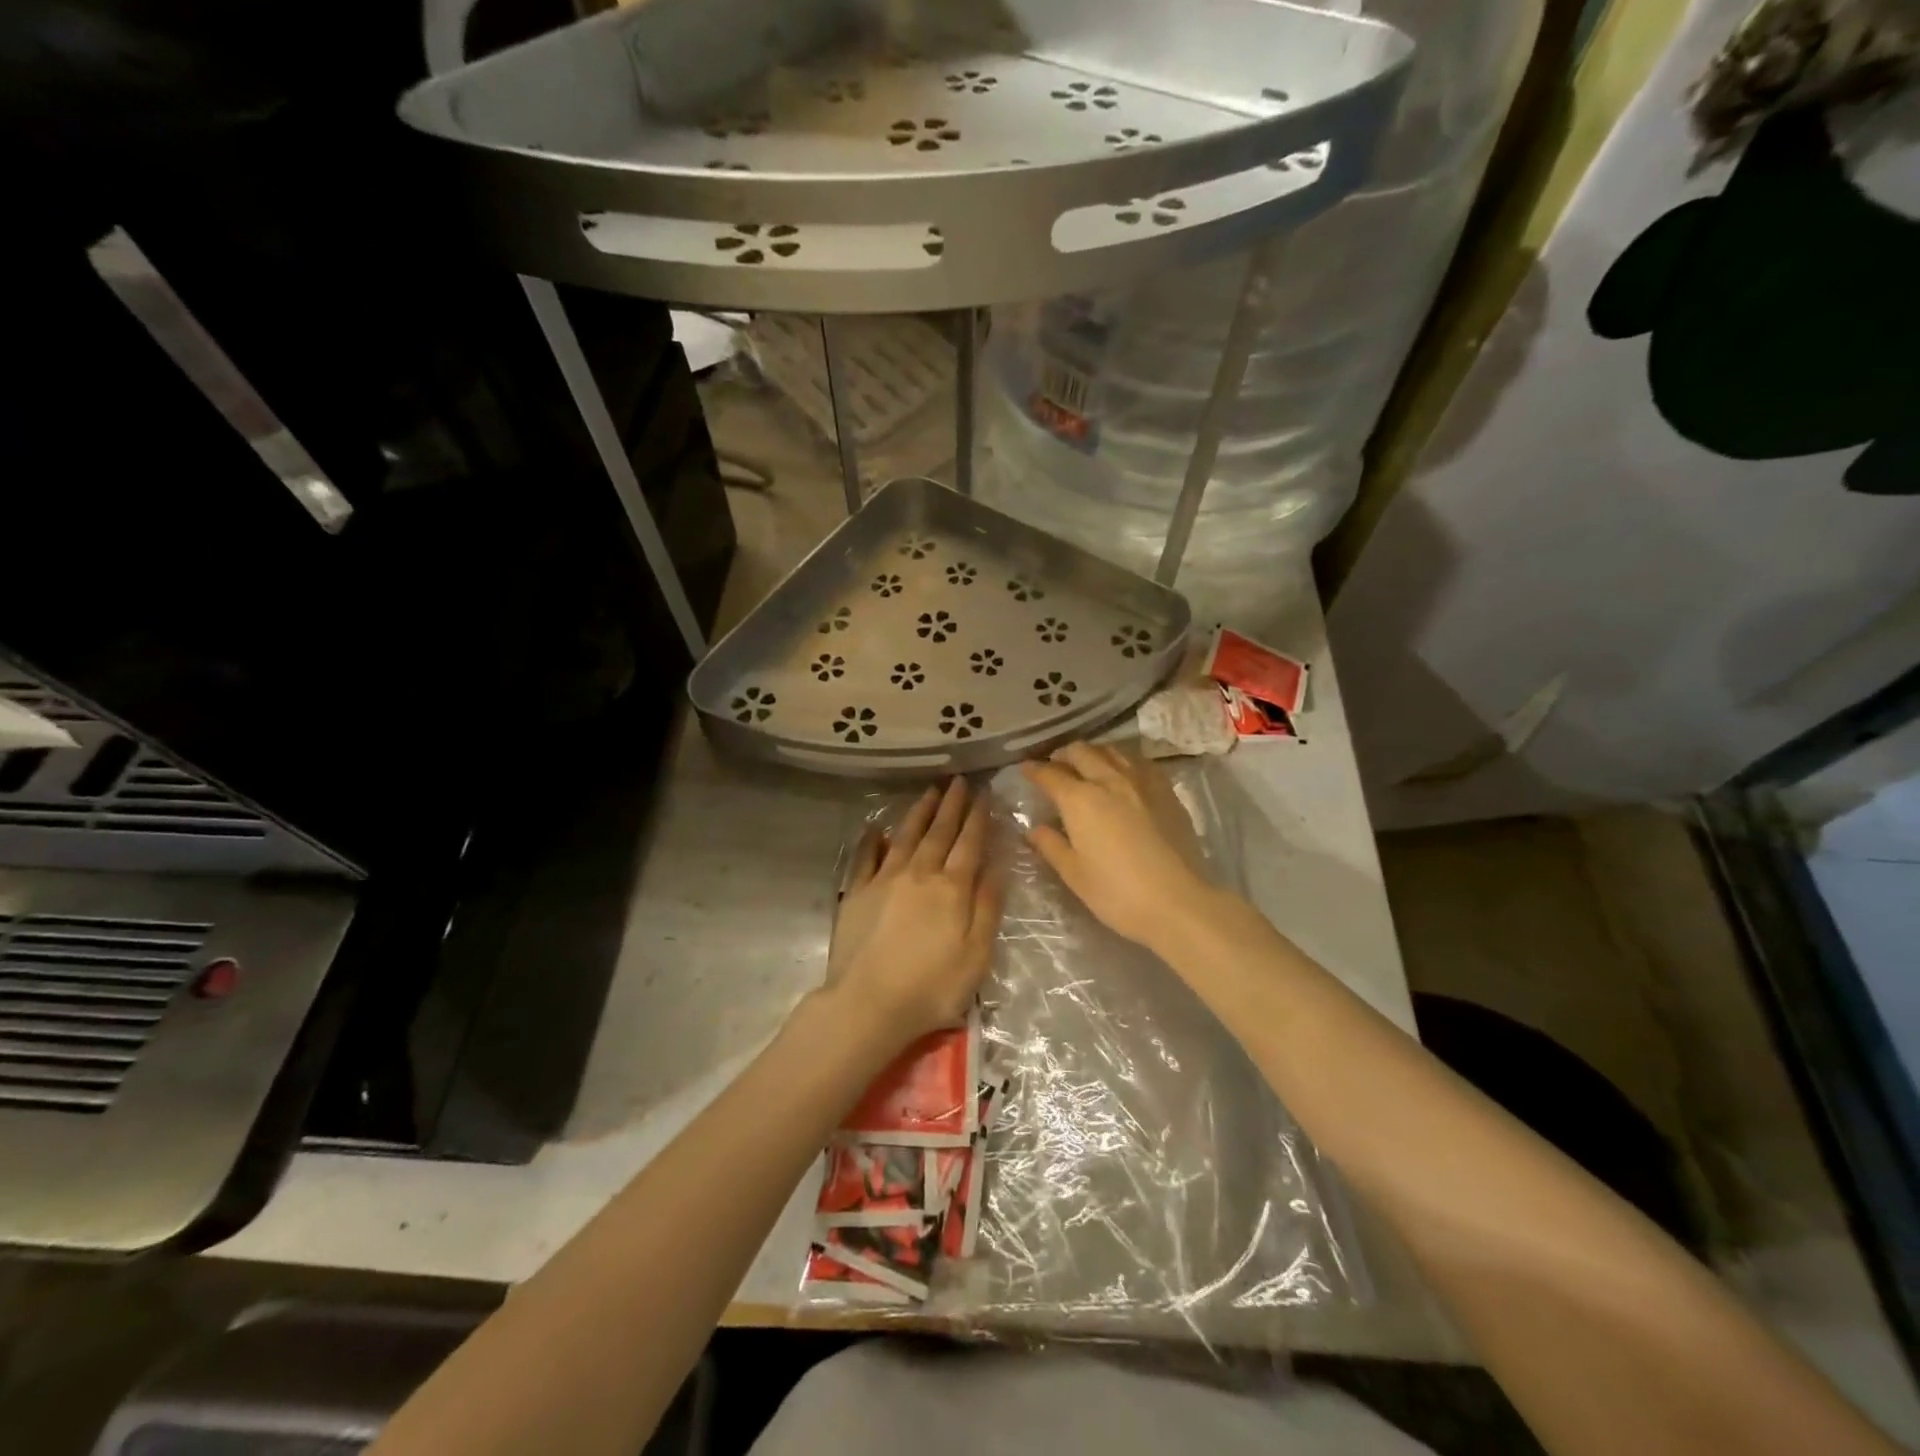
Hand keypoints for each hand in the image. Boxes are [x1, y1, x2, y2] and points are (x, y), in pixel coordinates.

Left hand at [824, 778, 1002, 1048]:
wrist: (868, 1003)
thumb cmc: (931, 986)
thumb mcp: (976, 954)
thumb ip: (987, 907)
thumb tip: (997, 866)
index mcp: (952, 888)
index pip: (969, 843)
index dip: (978, 817)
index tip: (983, 793)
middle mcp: (919, 873)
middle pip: (938, 832)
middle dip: (951, 805)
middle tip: (957, 781)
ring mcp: (884, 879)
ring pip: (905, 836)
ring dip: (919, 812)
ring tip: (929, 792)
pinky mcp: (856, 892)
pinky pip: (866, 857)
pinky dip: (872, 839)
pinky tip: (876, 828)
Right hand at [1022, 743, 1218, 950]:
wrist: (1178, 902)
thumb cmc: (1117, 893)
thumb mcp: (1074, 874)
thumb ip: (1051, 845)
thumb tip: (1034, 828)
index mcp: (1080, 800)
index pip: (1050, 775)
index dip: (1034, 770)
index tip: (1025, 769)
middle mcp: (1109, 781)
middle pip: (1082, 752)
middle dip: (1063, 755)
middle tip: (1055, 764)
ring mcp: (1141, 782)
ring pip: (1112, 751)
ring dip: (1094, 753)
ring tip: (1087, 764)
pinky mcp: (1166, 792)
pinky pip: (1140, 763)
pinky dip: (1123, 761)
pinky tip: (1124, 773)